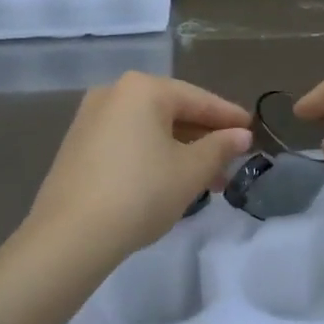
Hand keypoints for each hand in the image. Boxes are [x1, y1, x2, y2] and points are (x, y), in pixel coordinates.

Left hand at [17, 73, 251, 280]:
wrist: (70, 235)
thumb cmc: (140, 193)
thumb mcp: (190, 171)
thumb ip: (219, 148)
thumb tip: (241, 136)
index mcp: (143, 88)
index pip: (198, 99)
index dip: (229, 117)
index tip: (253, 130)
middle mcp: (114, 93)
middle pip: (172, 111)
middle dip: (204, 138)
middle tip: (232, 162)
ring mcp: (91, 118)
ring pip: (149, 128)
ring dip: (180, 150)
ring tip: (207, 181)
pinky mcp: (78, 145)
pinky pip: (128, 141)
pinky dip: (153, 155)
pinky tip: (170, 180)